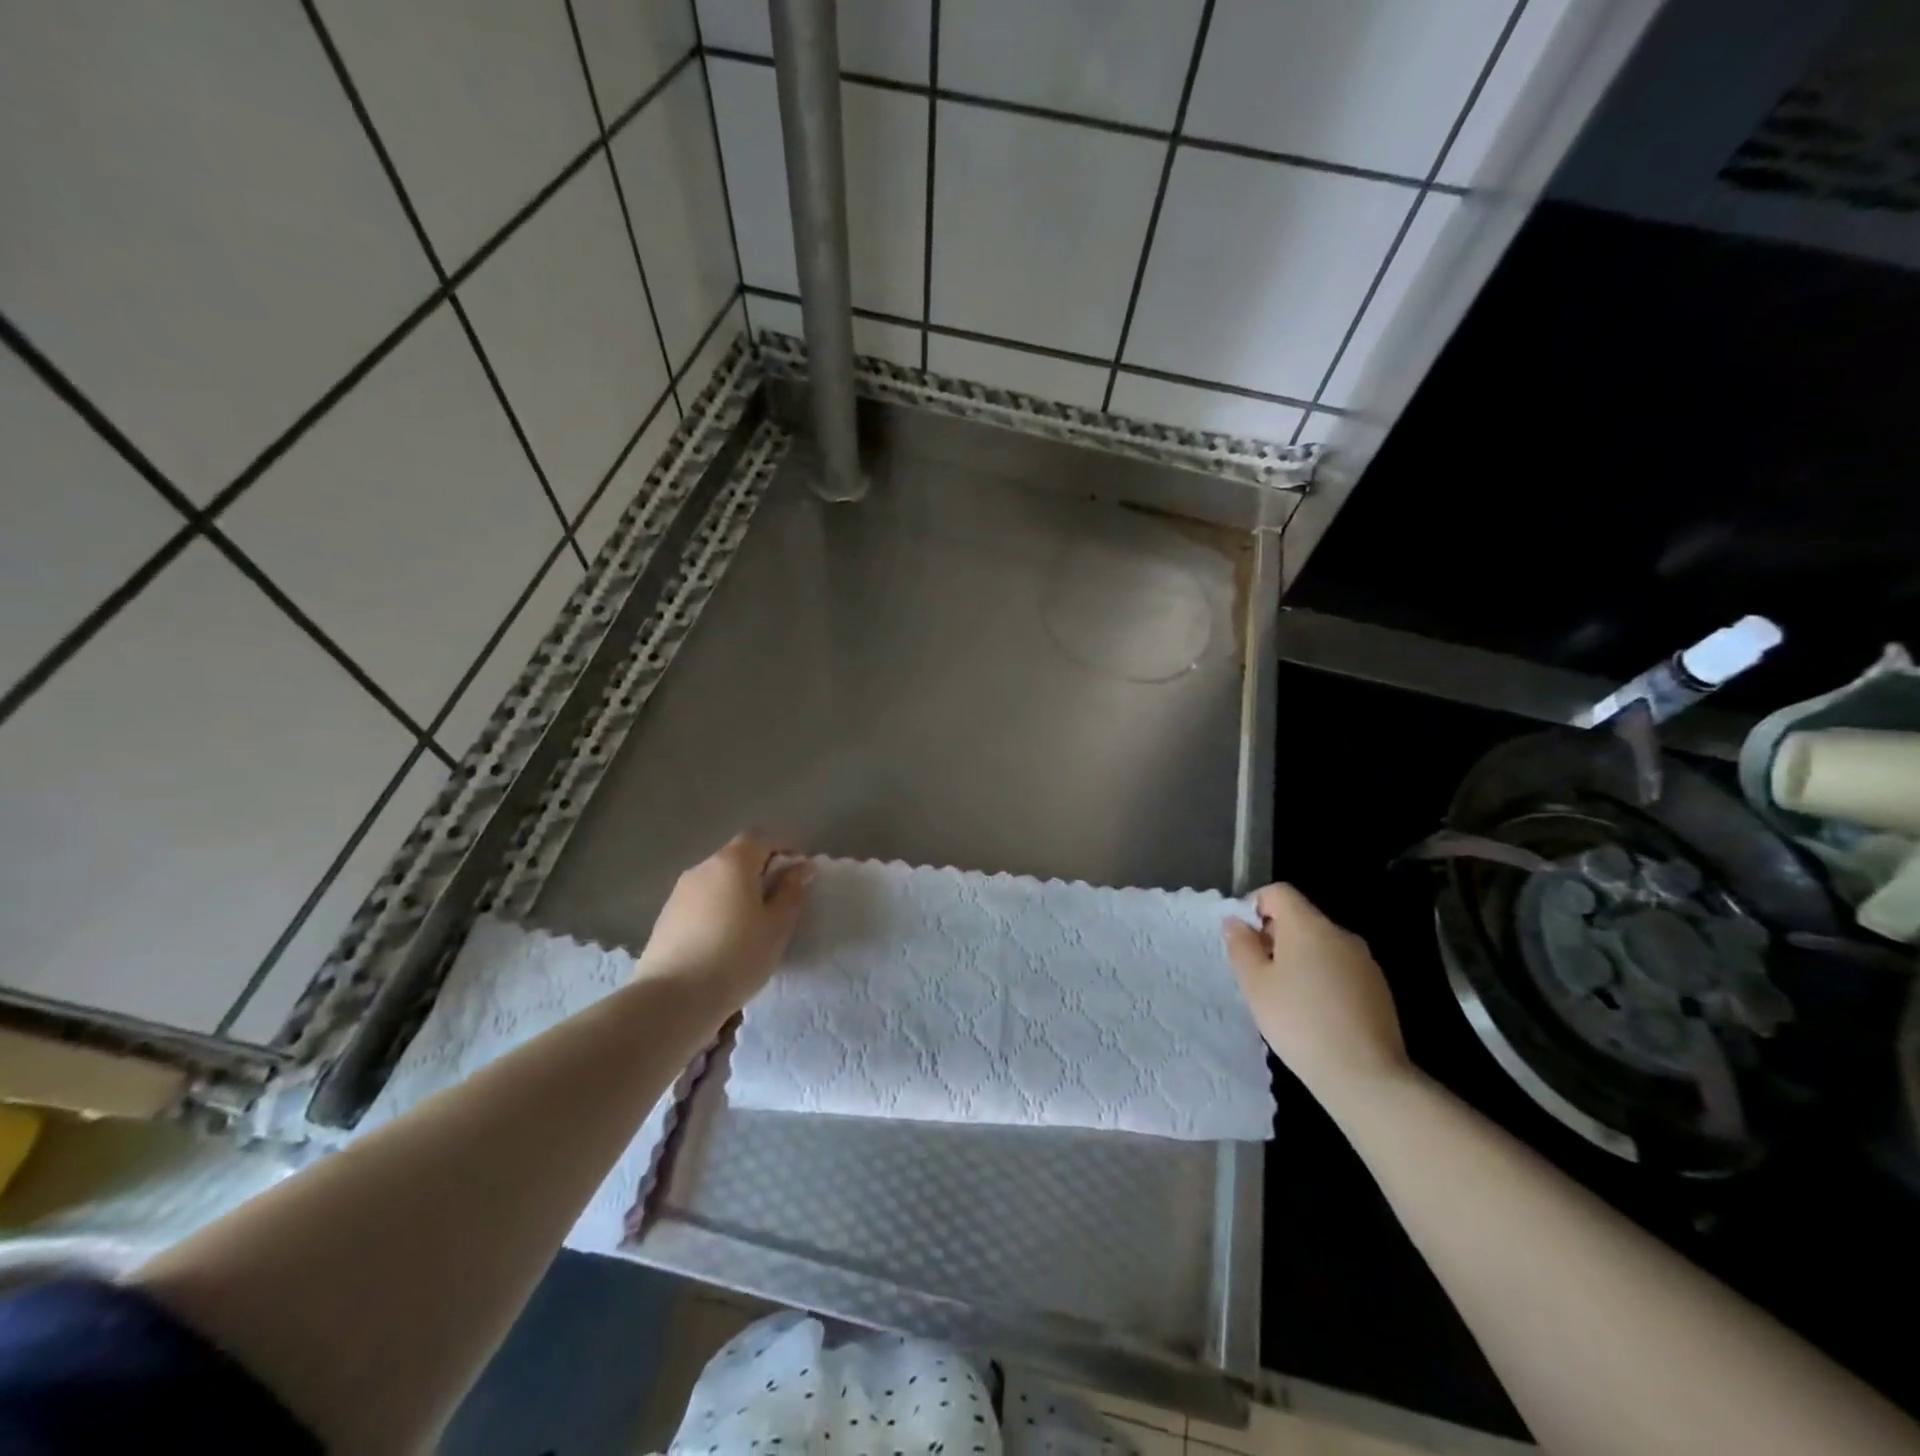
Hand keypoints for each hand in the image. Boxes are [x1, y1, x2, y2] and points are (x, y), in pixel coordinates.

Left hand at [635, 832, 812, 1009]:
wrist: (672, 999)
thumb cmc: (736, 956)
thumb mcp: (777, 926)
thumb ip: (792, 892)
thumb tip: (803, 867)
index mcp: (733, 862)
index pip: (761, 838)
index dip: (783, 849)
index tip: (799, 873)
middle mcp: (703, 868)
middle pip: (737, 857)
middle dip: (761, 871)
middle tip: (780, 901)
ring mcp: (679, 892)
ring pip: (717, 881)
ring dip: (737, 892)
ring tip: (752, 924)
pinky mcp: (665, 918)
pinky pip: (701, 902)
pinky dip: (717, 909)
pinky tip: (724, 940)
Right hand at [1224, 883, 1410, 1102]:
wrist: (1365, 1076)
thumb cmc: (1299, 1022)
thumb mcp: (1255, 984)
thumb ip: (1241, 946)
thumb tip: (1235, 921)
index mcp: (1308, 926)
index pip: (1278, 892)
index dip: (1254, 906)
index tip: (1243, 939)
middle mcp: (1340, 933)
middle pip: (1300, 918)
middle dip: (1275, 936)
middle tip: (1258, 974)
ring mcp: (1364, 961)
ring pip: (1321, 945)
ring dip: (1299, 959)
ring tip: (1285, 997)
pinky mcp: (1379, 988)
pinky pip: (1340, 968)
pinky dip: (1322, 978)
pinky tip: (1315, 1013)